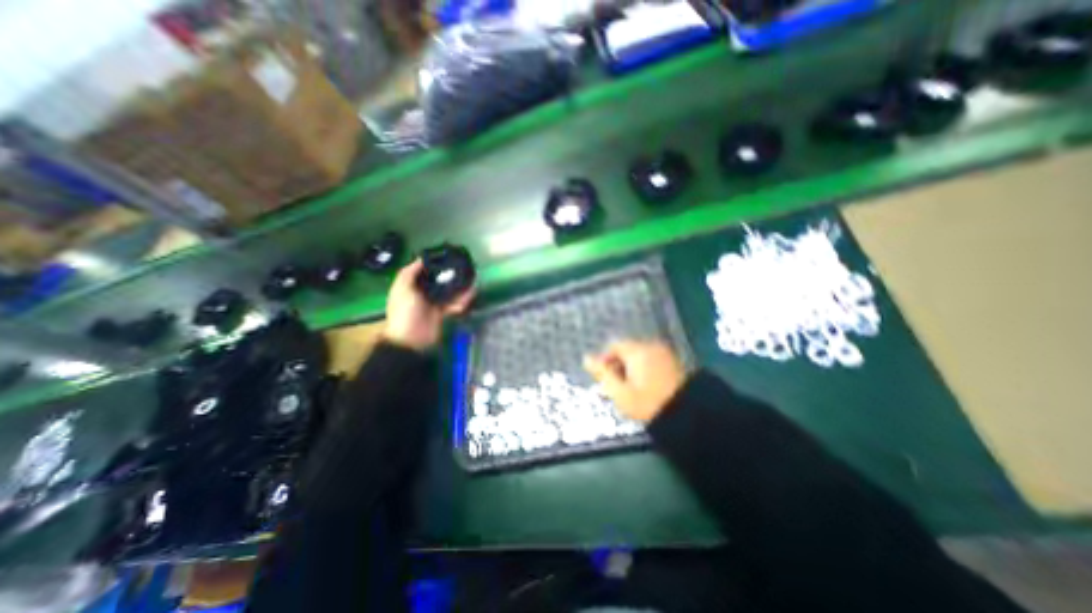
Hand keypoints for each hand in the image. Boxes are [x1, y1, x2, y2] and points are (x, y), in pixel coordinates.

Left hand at [382, 258, 472, 352]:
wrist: (411, 339)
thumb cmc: (404, 311)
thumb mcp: (402, 288)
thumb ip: (410, 272)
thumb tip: (421, 258)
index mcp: (410, 285)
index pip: (422, 271)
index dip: (433, 263)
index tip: (446, 255)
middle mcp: (421, 292)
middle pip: (438, 280)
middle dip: (449, 274)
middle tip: (462, 267)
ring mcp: (433, 303)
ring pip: (448, 291)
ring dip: (459, 287)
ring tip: (471, 280)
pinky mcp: (442, 313)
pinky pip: (454, 304)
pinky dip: (462, 300)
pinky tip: (470, 294)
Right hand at [584, 340, 684, 420]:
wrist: (688, 416)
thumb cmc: (647, 403)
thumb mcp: (619, 392)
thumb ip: (601, 373)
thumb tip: (586, 358)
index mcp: (636, 351)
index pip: (614, 346)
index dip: (605, 360)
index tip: (603, 378)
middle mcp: (651, 347)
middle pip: (628, 351)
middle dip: (618, 366)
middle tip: (615, 387)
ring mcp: (665, 354)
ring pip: (640, 357)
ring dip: (631, 369)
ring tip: (629, 390)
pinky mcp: (674, 363)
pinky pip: (652, 361)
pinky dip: (645, 370)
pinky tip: (645, 388)